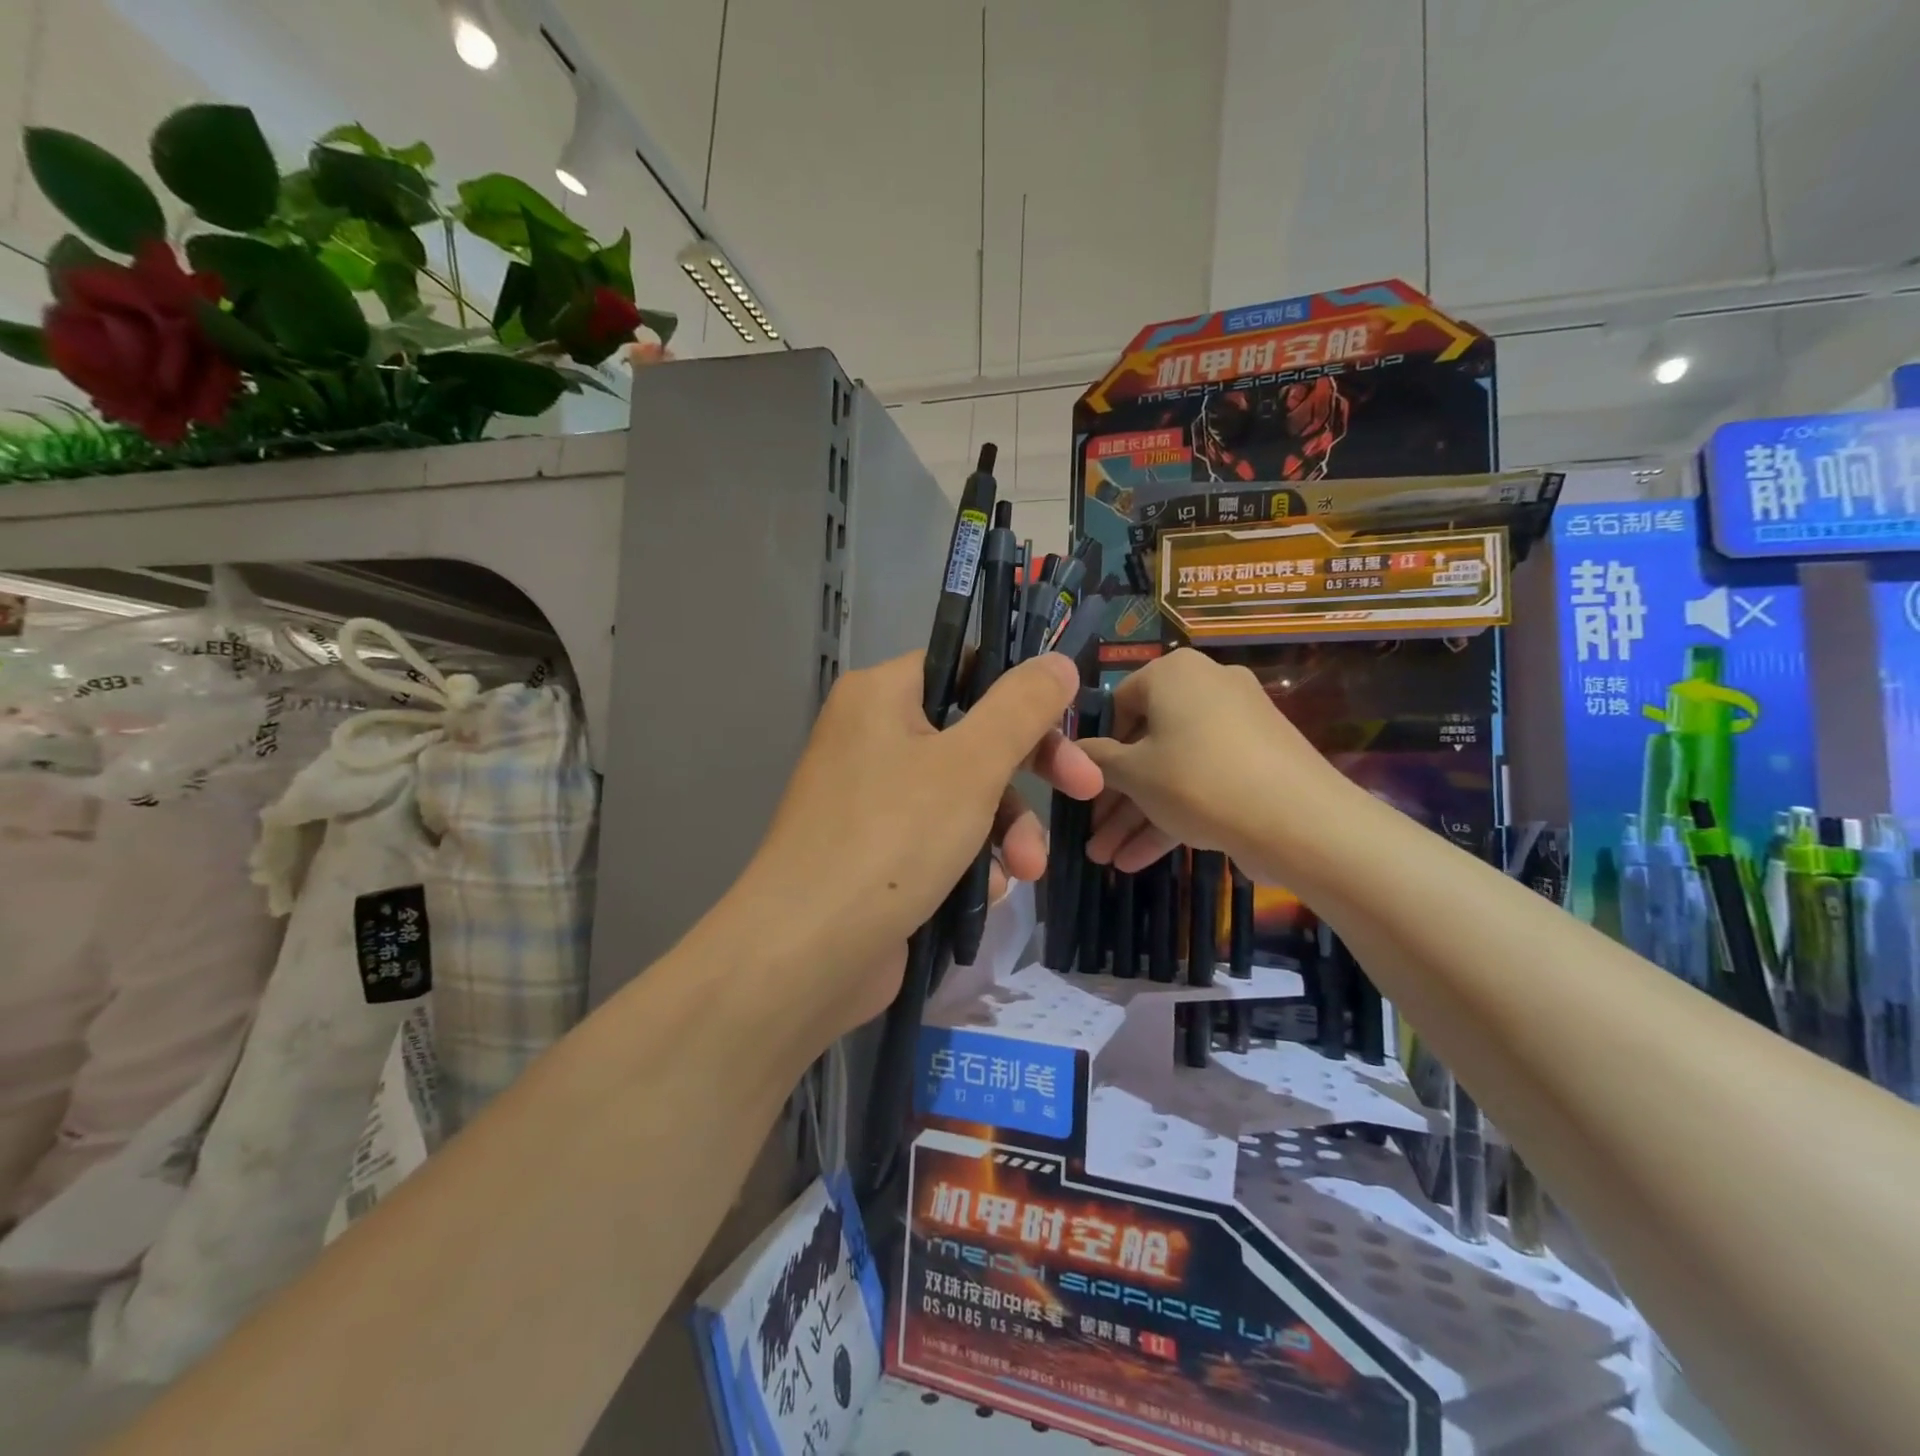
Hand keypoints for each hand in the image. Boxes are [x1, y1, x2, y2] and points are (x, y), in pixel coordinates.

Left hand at [731, 650, 1100, 1042]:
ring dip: (1005, 831)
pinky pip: (939, 838)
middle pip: (971, 736)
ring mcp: (871, 798)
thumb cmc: (893, 838)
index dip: (1020, 693)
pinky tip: (985, 893)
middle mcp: (871, 737)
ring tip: (1025, 872)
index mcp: (881, 696)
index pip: (964, 668)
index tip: (1068, 724)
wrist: (807, 953)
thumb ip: (1021, 707)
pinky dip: (969, 861)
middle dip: (1026, 774)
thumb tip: (1057, 661)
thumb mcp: (972, 764)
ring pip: (963, 795)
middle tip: (1083, 791)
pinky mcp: (877, 852)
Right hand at [1080, 648, 1348, 879]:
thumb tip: (1074, 751)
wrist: (1300, 821)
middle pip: (1145, 745)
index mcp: (1173, 673)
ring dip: (1137, 816)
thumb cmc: (1198, 781)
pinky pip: (1203, 781)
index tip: (1084, 788)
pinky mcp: (1257, 762)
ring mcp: (1237, 726)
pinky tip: (1138, 860)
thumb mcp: (1134, 773)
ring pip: (1172, 770)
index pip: (1118, 704)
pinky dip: (1173, 814)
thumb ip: (1096, 759)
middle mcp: (1206, 688)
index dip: (1096, 750)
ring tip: (1106, 859)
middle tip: (1092, 835)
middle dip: (1115, 799)